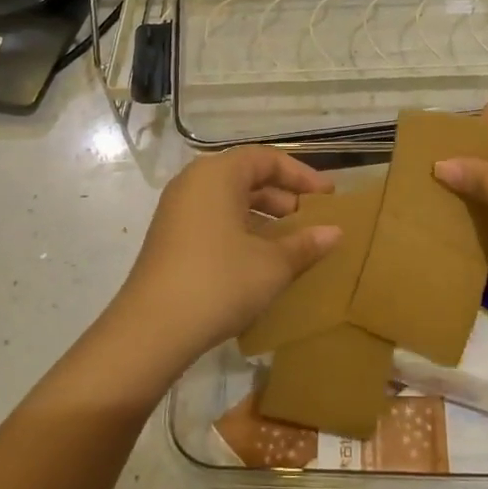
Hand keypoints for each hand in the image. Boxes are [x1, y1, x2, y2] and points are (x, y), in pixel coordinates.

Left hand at [110, 147, 341, 371]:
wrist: (152, 330)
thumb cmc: (220, 281)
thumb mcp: (272, 264)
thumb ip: (305, 244)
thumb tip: (335, 232)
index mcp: (217, 175)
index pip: (266, 159)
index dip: (301, 175)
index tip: (328, 196)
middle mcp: (193, 184)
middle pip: (245, 177)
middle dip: (283, 196)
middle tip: (312, 220)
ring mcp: (177, 212)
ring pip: (229, 201)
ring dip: (263, 217)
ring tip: (293, 242)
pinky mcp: (170, 239)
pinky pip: (214, 221)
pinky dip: (242, 231)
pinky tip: (261, 261)